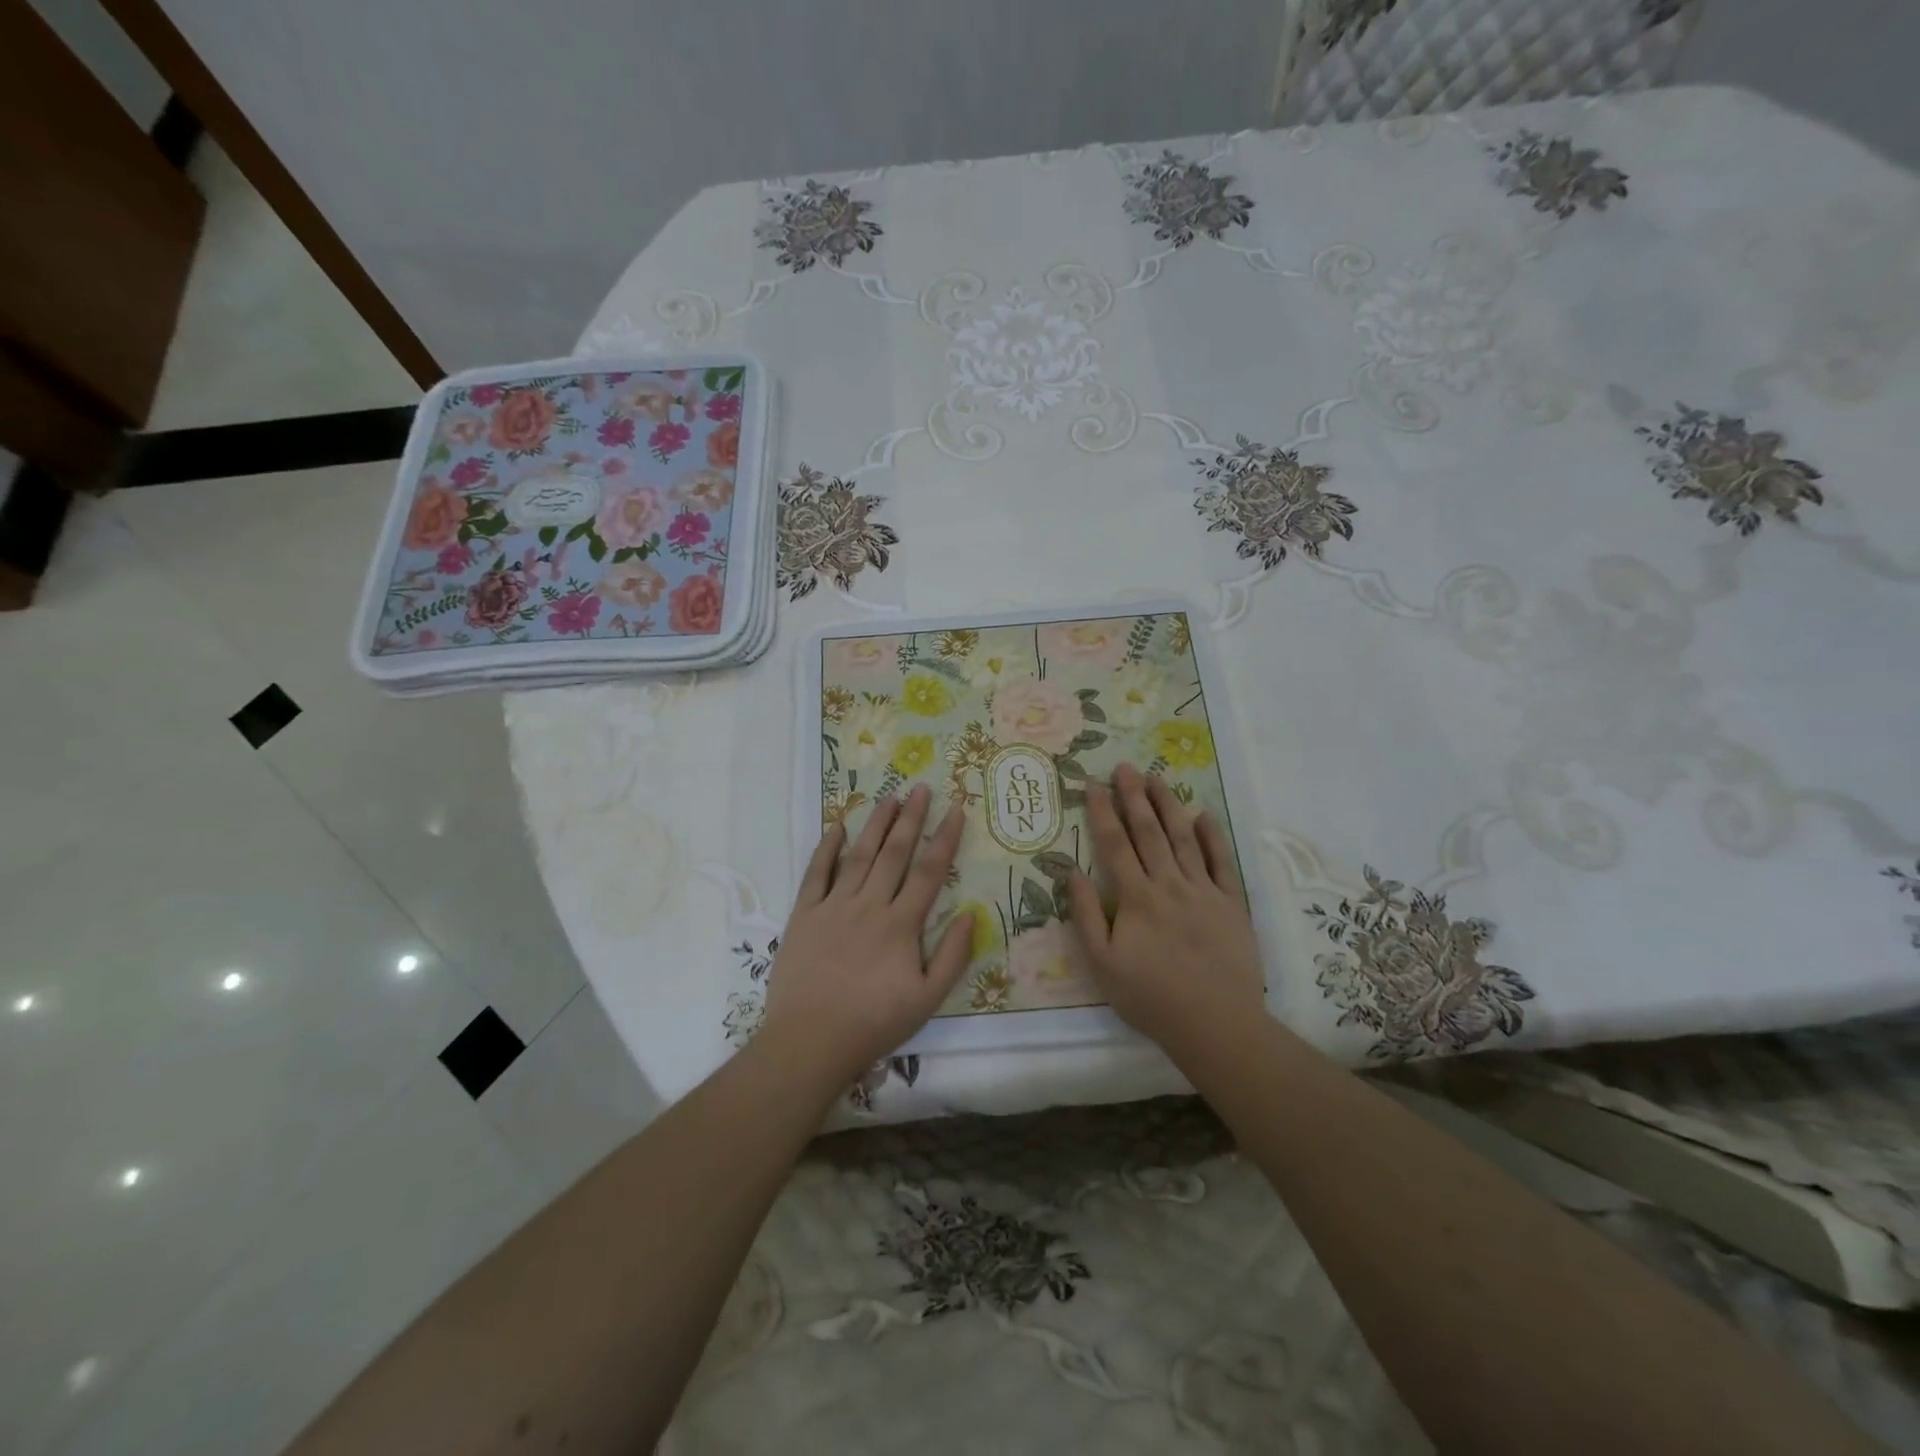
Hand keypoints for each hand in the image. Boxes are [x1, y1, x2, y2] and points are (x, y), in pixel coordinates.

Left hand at [761, 784, 972, 1087]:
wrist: (811, 1041)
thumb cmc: (874, 1023)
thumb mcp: (927, 999)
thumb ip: (953, 955)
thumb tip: (971, 913)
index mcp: (901, 924)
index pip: (929, 871)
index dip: (945, 837)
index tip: (956, 808)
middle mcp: (869, 905)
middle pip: (894, 853)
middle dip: (910, 818)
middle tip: (921, 788)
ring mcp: (833, 906)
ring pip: (858, 855)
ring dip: (875, 824)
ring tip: (888, 797)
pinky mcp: (803, 914)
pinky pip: (816, 873)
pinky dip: (826, 847)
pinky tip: (836, 826)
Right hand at [1068, 763, 1266, 1062]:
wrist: (1216, 1024)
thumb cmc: (1150, 997)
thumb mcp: (1102, 963)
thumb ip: (1087, 915)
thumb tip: (1073, 871)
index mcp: (1136, 897)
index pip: (1115, 843)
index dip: (1102, 811)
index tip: (1092, 784)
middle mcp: (1169, 884)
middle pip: (1148, 831)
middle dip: (1133, 796)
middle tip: (1124, 767)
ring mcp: (1204, 891)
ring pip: (1183, 837)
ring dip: (1168, 805)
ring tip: (1156, 778)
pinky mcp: (1232, 904)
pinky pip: (1221, 862)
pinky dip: (1212, 836)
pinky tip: (1203, 815)